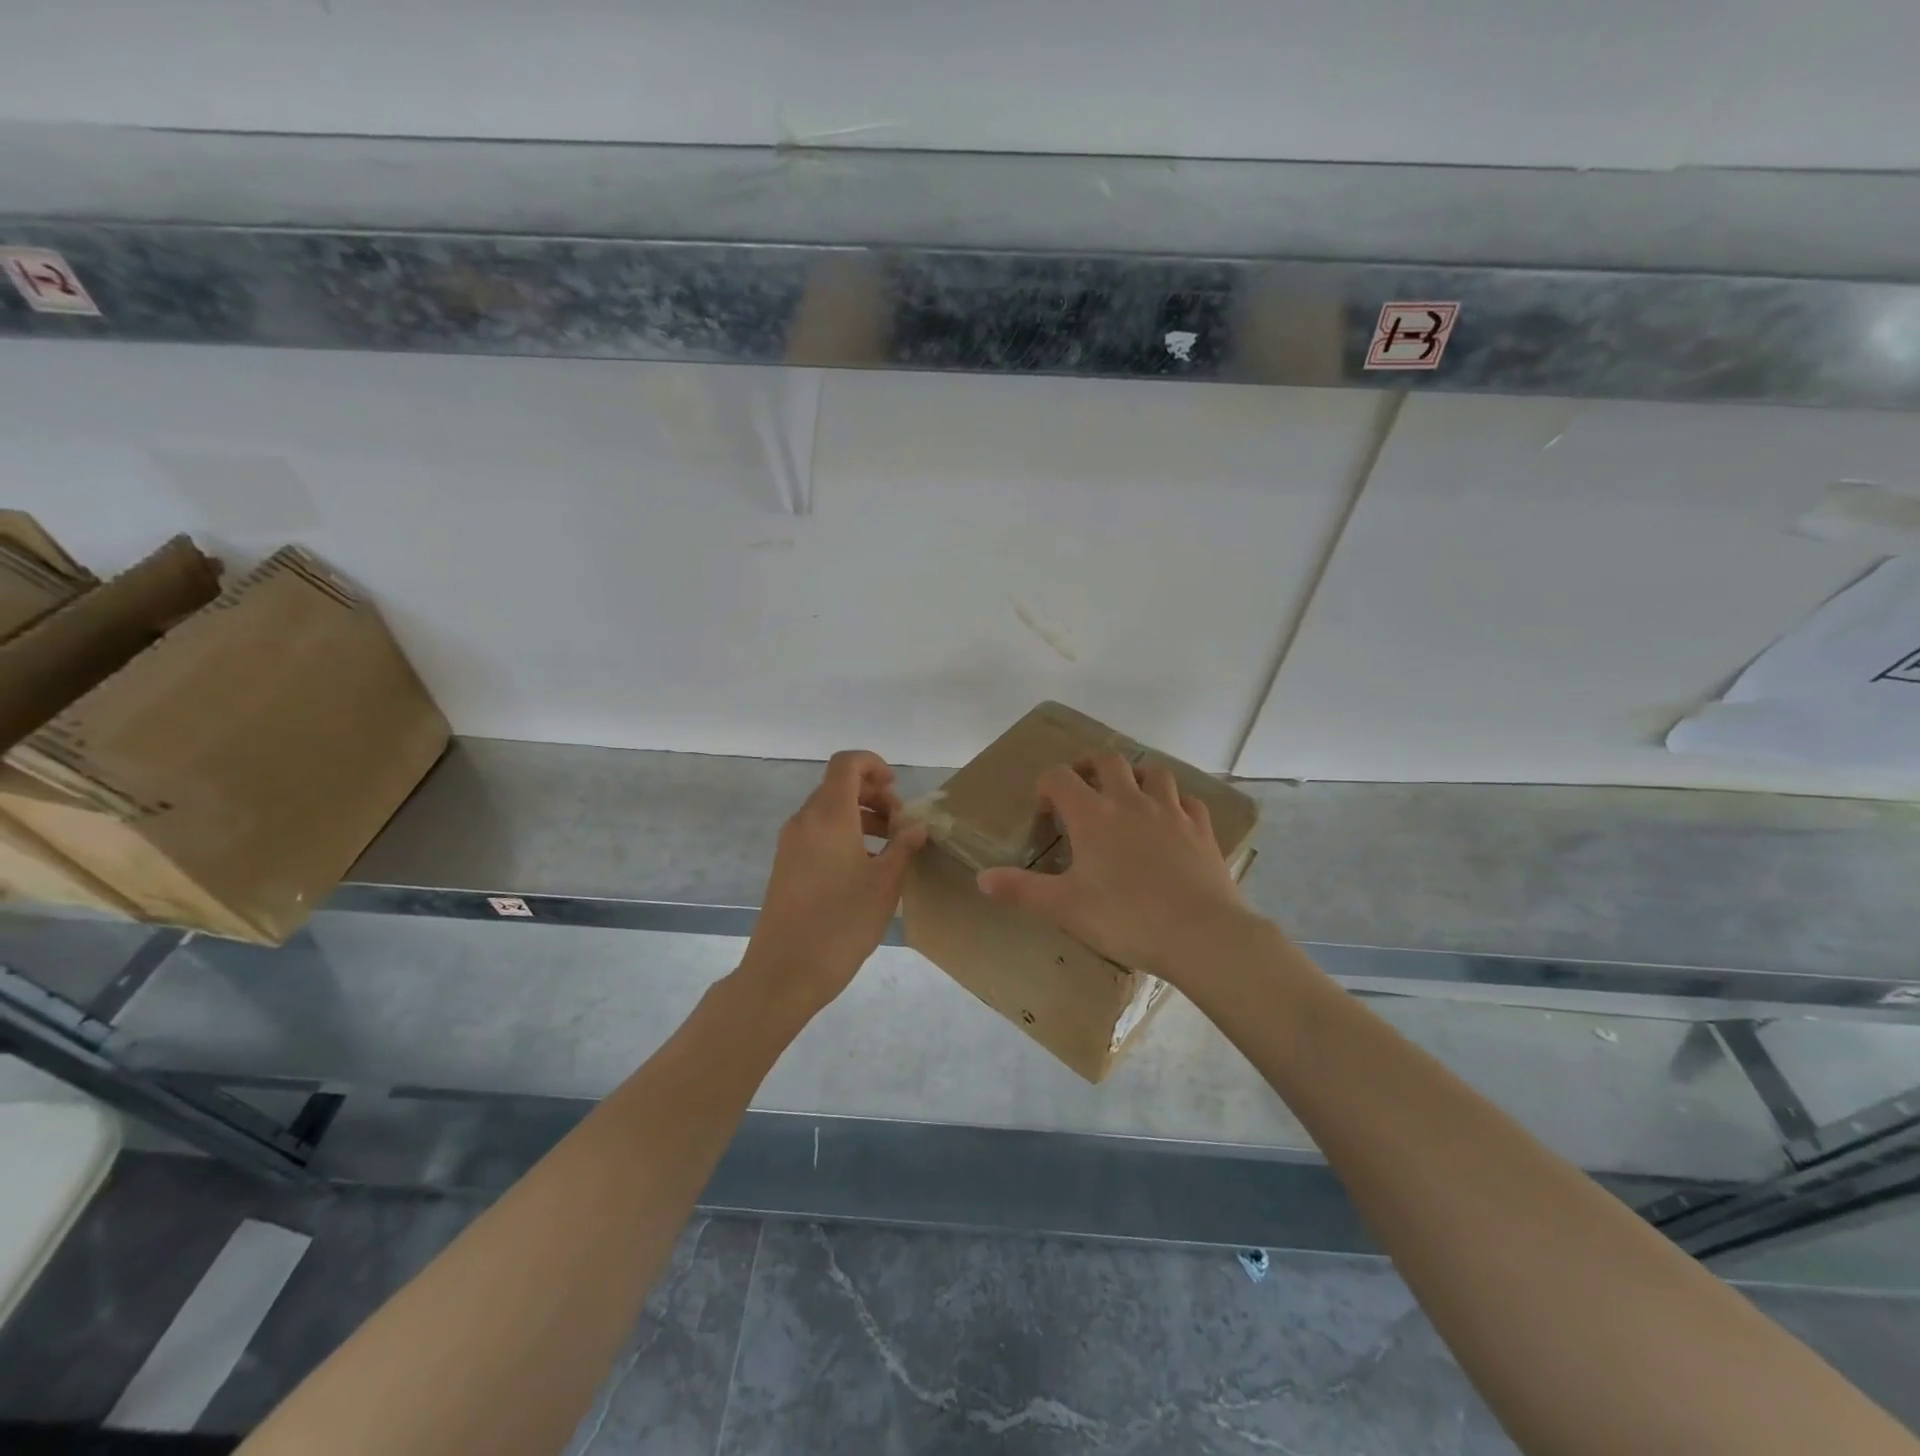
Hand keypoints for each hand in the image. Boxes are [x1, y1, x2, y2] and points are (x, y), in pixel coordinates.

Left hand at [740, 750, 927, 1015]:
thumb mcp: (885, 884)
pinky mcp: (786, 865)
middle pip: (838, 786)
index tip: (897, 791)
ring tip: (890, 847)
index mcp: (829, 815)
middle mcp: (805, 821)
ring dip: (861, 817)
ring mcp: (791, 843)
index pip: (847, 763)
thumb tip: (917, 827)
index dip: (874, 765)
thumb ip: (904, 848)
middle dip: (873, 795)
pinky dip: (844, 835)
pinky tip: (866, 868)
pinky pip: (818, 833)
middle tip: (901, 824)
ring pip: (828, 811)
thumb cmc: (842, 923)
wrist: (785, 971)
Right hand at [976, 753, 1253, 979]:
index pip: (1060, 777)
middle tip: (1083, 789)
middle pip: (1108, 760)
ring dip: (1137, 777)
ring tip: (1129, 797)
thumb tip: (982, 878)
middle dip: (1090, 767)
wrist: (1201, 934)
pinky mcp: (1201, 830)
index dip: (1047, 786)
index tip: (1045, 810)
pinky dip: (1175, 802)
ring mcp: (1171, 812)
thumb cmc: (1125, 918)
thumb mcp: (1064, 908)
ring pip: (1154, 772)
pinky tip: (1172, 821)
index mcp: (1093, 816)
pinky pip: (1189, 801)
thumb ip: (1021, 890)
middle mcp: (1131, 802)